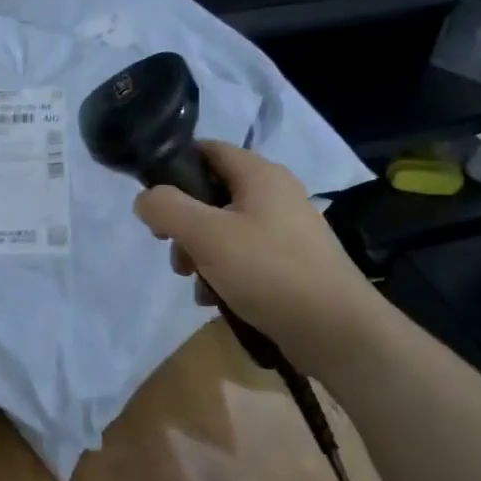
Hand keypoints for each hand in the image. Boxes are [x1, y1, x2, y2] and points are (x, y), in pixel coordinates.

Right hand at [134, 141, 385, 376]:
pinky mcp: (289, 263)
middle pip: (211, 194)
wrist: (336, 331)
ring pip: (223, 230)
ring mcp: (285, 230)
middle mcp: (275, 194)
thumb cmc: (268, 271)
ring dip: (199, 254)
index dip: (174, 166)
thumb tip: (145, 199)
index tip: (152, 199)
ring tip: (195, 283)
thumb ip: (166, 208)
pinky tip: (215, 299)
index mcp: (260, 175)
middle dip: (183, 223)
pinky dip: (223, 273)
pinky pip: (243, 257)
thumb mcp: (206, 234)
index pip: (207, 149)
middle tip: (172, 251)